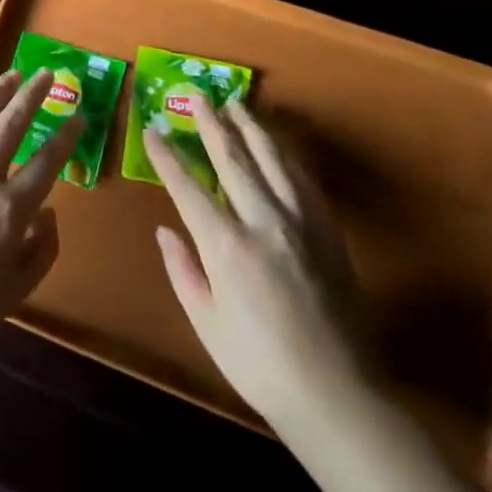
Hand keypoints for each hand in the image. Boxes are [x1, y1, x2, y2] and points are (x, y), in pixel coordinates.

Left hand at [0, 68, 83, 361]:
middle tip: (46, 73)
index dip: (67, 136)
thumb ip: (42, 251)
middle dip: (33, 95)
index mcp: (8, 209)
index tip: (79, 116)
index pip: (47, 162)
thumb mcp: (14, 293)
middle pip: (11, 124)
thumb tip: (50, 212)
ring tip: (11, 74)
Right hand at [146, 101, 361, 426]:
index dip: (167, 156)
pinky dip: (285, 154)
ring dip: (251, 128)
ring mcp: (301, 222)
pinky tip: (277, 144)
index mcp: (227, 246)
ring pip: (272, 159)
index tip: (152, 129)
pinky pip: (303, 179)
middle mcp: (263, 221)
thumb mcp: (207, 323)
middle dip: (211, 123)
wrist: (339, 396)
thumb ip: (182, 271)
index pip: (188, 186)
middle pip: (233, 158)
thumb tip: (165, 229)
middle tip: (198, 96)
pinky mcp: (328, 231)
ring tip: (237, 104)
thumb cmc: (260, 365)